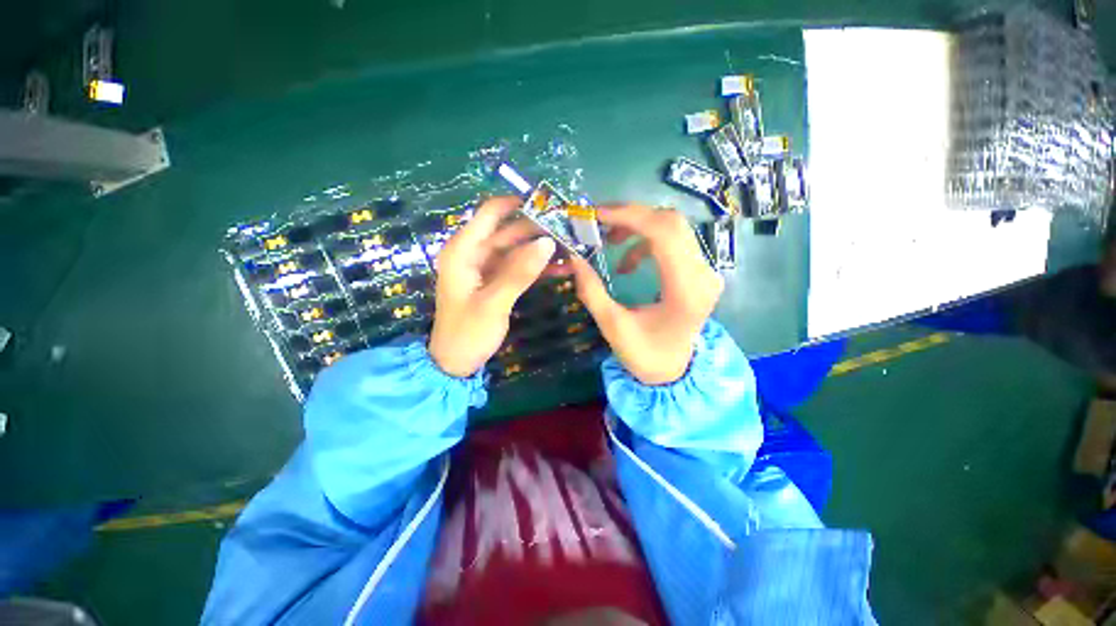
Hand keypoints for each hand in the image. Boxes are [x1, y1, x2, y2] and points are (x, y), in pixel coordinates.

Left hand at [429, 196, 556, 377]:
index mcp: (463, 251)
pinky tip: (562, 268)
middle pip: (509, 231)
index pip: (490, 213)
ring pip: (518, 250)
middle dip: (538, 229)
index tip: (548, 205)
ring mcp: (487, 268)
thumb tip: (548, 242)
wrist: (456, 362)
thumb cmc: (467, 333)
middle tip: (569, 228)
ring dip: (542, 249)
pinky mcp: (497, 282)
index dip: (518, 204)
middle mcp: (474, 254)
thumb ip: (519, 272)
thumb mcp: (493, 303)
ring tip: (572, 246)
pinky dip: (538, 267)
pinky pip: (520, 268)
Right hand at [568, 205, 722, 384]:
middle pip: (671, 222)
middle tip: (598, 222)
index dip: (628, 216)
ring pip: (672, 227)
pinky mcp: (698, 270)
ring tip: (610, 241)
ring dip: (637, 226)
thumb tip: (573, 257)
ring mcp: (705, 270)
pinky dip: (646, 241)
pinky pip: (673, 240)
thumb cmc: (645, 355)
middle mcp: (703, 273)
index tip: (595, 214)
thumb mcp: (612, 327)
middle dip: (630, 215)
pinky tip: (628, 262)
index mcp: (685, 290)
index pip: (663, 233)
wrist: (675, 369)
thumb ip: (592, 291)